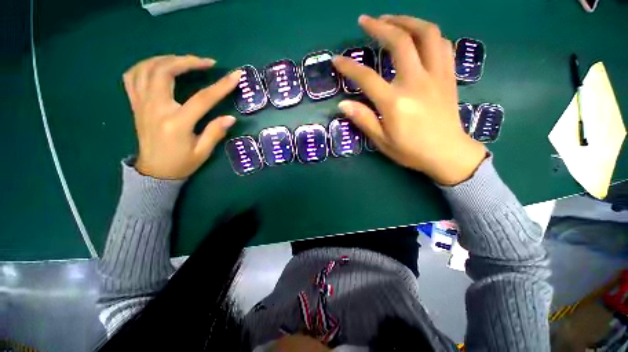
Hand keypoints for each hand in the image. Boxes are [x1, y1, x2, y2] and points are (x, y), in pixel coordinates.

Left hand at [123, 55, 241, 178]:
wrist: (154, 172)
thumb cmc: (181, 163)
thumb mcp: (203, 152)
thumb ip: (215, 132)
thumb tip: (230, 118)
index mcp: (177, 123)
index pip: (203, 98)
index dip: (221, 86)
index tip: (236, 75)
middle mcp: (156, 108)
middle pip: (166, 72)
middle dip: (188, 61)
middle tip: (206, 62)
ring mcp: (142, 104)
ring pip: (147, 68)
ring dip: (168, 59)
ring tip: (185, 61)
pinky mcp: (135, 104)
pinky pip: (132, 76)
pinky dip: (146, 65)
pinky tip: (159, 66)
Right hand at [332, 15, 485, 185]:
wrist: (447, 154)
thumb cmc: (411, 151)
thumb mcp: (382, 141)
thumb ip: (363, 120)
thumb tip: (343, 104)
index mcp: (395, 103)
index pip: (367, 78)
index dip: (349, 67)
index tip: (337, 60)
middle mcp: (416, 82)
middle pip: (400, 42)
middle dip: (380, 26)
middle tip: (366, 20)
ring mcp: (436, 76)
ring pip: (427, 34)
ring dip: (407, 21)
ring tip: (392, 20)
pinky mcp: (448, 76)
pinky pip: (442, 45)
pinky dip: (429, 35)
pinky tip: (418, 36)